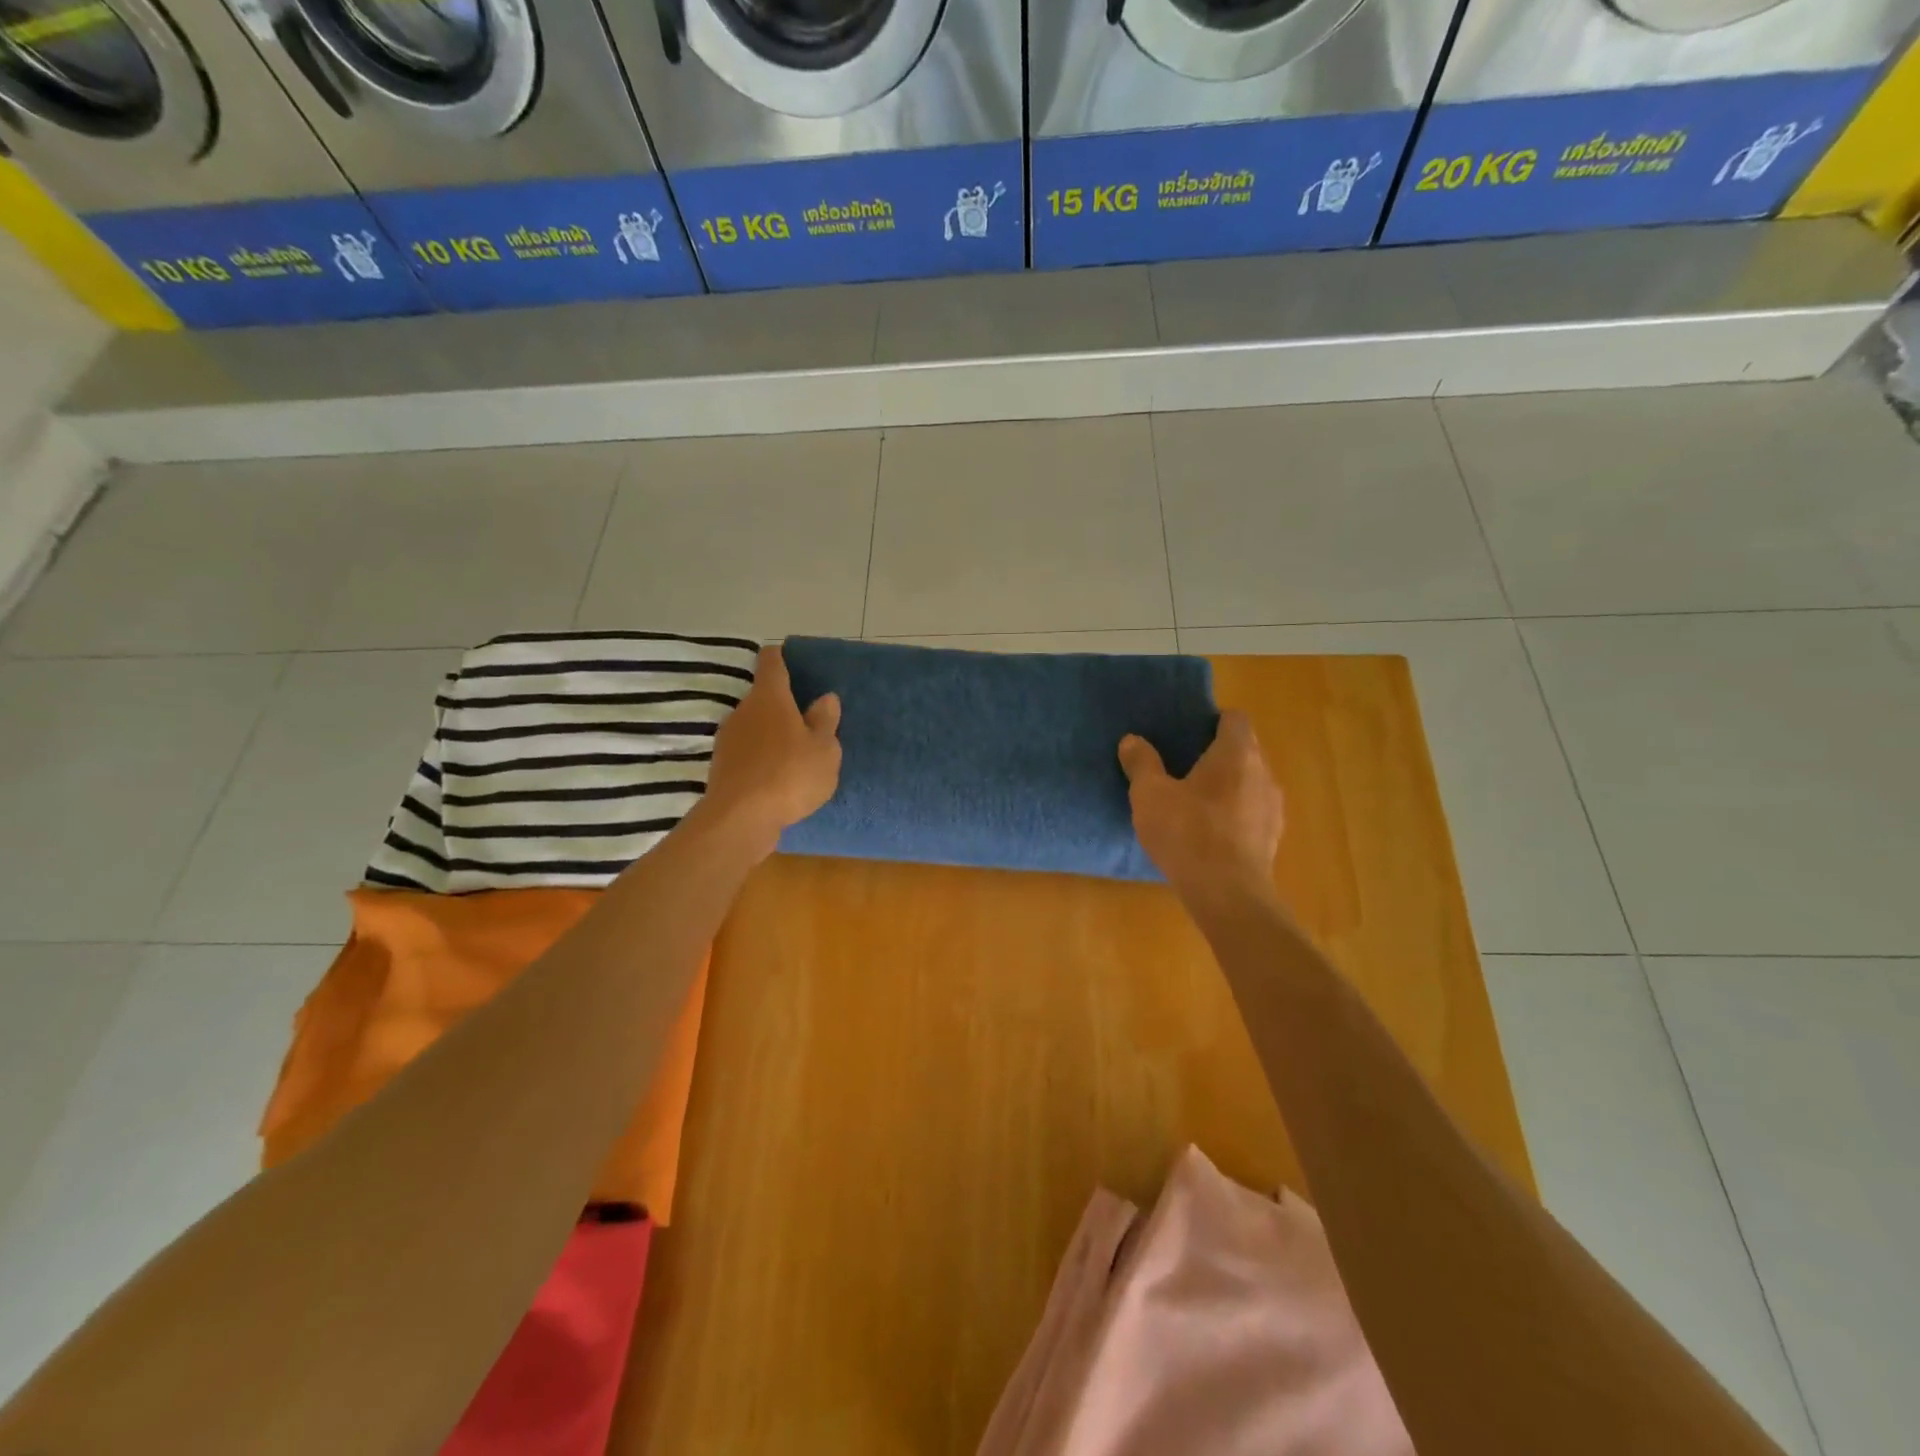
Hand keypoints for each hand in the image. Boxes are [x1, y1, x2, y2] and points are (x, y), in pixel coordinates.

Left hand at [700, 645, 841, 854]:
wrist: (740, 820)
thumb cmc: (790, 775)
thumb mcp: (824, 750)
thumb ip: (825, 722)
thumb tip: (825, 698)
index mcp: (769, 698)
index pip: (771, 662)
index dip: (782, 658)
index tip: (793, 661)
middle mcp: (743, 711)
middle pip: (763, 698)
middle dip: (783, 706)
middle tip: (807, 722)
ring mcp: (728, 740)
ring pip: (754, 727)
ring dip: (772, 736)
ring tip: (795, 755)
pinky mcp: (722, 767)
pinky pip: (747, 753)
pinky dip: (762, 759)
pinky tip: (778, 779)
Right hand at [1119, 710, 1284, 911]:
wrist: (1226, 894)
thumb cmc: (1187, 832)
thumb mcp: (1150, 795)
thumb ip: (1141, 763)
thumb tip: (1131, 740)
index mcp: (1237, 753)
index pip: (1235, 719)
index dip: (1212, 721)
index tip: (1187, 732)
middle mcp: (1263, 773)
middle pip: (1244, 750)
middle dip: (1217, 754)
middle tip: (1182, 766)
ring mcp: (1273, 808)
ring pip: (1249, 783)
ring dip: (1227, 787)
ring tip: (1195, 801)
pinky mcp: (1272, 839)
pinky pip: (1251, 813)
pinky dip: (1233, 815)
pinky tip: (1208, 833)